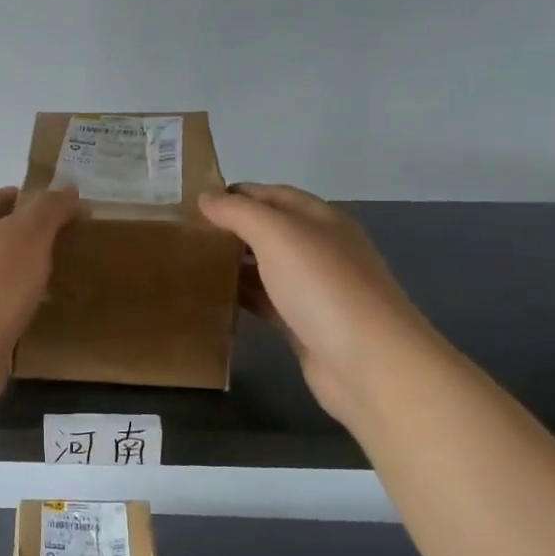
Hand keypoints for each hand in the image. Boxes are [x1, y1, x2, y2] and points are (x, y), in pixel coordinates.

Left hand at [0, 186, 80, 369]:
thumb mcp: (29, 234)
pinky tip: (38, 310)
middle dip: (29, 237)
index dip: (30, 198)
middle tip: (66, 243)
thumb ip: (49, 208)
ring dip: (23, 272)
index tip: (63, 209)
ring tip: (58, 276)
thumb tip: (69, 188)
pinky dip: (16, 302)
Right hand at [198, 183, 436, 424]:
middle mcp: (320, 249)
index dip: (236, 193)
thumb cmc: (323, 287)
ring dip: (234, 262)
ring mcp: (314, 289)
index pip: (273, 195)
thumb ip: (239, 213)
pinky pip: (266, 301)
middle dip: (232, 227)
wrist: (368, 362)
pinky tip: (213, 296)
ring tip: (190, 261)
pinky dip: (241, 295)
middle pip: (270, 230)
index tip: (194, 201)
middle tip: (185, 232)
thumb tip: (205, 198)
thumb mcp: (277, 235)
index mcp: (320, 220)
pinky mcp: (303, 324)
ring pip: (266, 266)